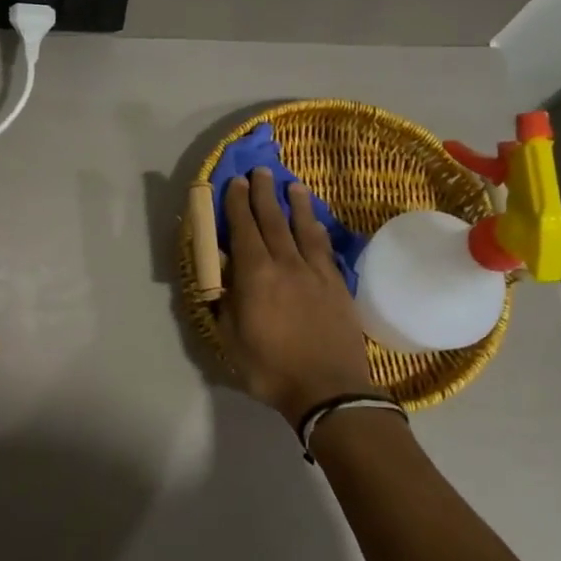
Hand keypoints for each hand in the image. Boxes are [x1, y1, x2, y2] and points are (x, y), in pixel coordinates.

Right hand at [217, 168, 379, 427]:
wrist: (329, 389)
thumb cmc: (271, 368)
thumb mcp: (231, 340)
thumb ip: (225, 305)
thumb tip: (223, 282)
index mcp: (255, 275)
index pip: (244, 229)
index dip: (237, 204)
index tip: (235, 182)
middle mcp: (285, 264)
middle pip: (273, 220)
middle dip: (263, 193)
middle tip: (259, 171)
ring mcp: (315, 272)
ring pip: (303, 228)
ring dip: (295, 204)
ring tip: (291, 184)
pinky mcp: (337, 284)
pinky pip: (324, 248)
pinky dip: (317, 230)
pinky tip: (315, 223)